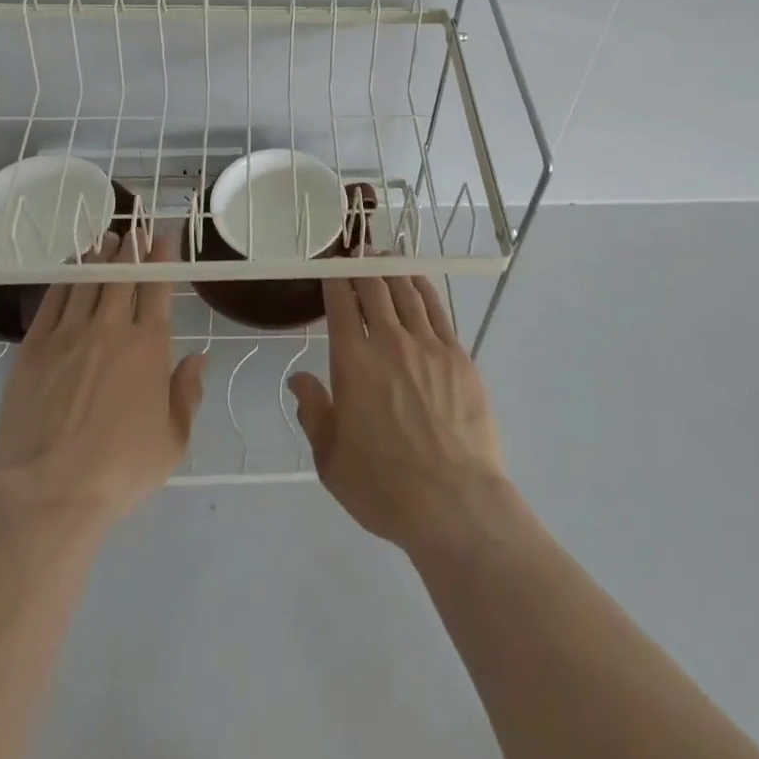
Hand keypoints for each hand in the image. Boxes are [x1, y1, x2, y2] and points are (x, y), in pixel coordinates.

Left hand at [0, 227, 206, 527]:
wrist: (50, 492)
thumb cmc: (120, 470)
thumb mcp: (173, 440)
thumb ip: (187, 393)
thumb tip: (197, 358)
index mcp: (148, 346)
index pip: (157, 287)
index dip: (162, 257)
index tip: (164, 236)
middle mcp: (110, 329)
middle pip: (121, 274)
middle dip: (131, 247)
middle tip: (136, 227)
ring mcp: (68, 335)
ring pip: (87, 280)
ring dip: (100, 255)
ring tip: (107, 238)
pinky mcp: (33, 348)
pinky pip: (52, 300)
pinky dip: (65, 278)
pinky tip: (70, 268)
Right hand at [288, 268, 509, 553]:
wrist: (454, 503)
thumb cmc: (384, 487)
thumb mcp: (331, 459)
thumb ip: (313, 411)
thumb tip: (299, 377)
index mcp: (353, 362)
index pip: (341, 304)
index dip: (334, 280)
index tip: (331, 268)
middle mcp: (390, 342)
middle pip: (375, 288)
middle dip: (362, 266)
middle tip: (357, 255)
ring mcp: (429, 346)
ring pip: (407, 291)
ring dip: (392, 270)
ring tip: (385, 257)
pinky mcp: (459, 357)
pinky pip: (438, 310)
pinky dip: (423, 288)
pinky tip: (418, 281)